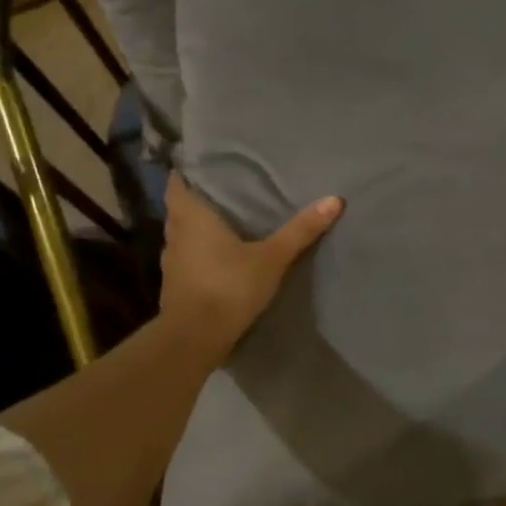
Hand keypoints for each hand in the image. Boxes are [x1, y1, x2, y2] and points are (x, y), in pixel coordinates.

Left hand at [159, 173, 342, 351]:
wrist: (194, 340)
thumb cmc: (228, 287)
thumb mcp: (271, 258)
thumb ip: (300, 230)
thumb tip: (335, 199)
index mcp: (191, 216)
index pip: (177, 183)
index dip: (187, 172)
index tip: (204, 166)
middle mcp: (175, 234)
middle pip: (179, 208)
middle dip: (197, 199)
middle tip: (225, 190)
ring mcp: (171, 262)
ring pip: (181, 235)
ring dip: (197, 228)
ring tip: (224, 221)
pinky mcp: (174, 286)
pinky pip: (186, 259)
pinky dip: (198, 253)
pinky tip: (218, 257)